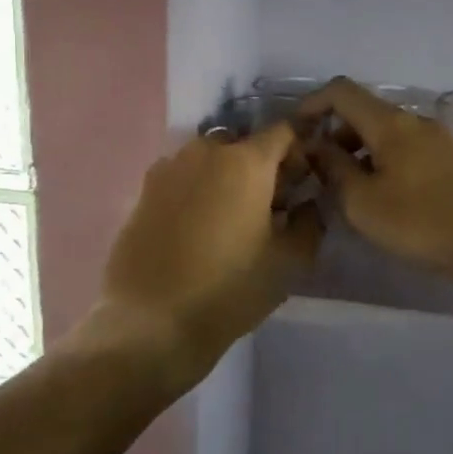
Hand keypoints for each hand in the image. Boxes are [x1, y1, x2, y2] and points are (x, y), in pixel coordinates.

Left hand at [97, 125, 322, 376]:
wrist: (151, 321)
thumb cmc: (230, 289)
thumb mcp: (289, 261)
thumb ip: (310, 222)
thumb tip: (308, 203)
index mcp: (245, 161)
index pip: (284, 132)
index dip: (299, 153)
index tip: (301, 185)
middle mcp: (204, 152)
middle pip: (243, 145)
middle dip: (260, 167)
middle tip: (267, 208)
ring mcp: (168, 169)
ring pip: (209, 161)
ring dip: (226, 178)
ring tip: (229, 221)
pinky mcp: (142, 192)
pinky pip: (181, 179)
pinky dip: (196, 192)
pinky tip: (196, 231)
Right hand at [300, 78, 452, 280]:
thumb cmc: (420, 221)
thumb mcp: (362, 201)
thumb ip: (333, 169)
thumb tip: (316, 147)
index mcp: (389, 122)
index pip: (341, 91)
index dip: (312, 104)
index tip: (295, 132)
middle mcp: (413, 121)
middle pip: (364, 112)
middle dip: (334, 134)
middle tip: (317, 170)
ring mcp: (437, 139)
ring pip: (386, 133)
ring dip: (358, 152)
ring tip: (346, 190)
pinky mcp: (452, 161)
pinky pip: (406, 150)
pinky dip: (382, 162)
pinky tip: (381, 197)